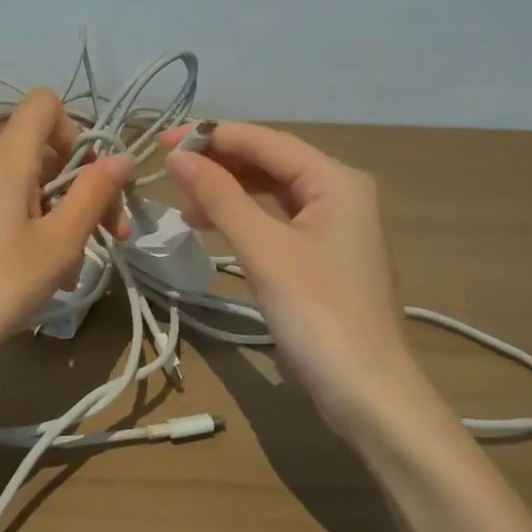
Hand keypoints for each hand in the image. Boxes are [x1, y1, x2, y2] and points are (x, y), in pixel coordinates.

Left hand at [0, 88, 132, 385]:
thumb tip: (122, 157)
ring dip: (63, 220)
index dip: (76, 130)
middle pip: (46, 152)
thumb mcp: (58, 244)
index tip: (90, 180)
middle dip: (84, 189)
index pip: (44, 104)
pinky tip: (44, 280)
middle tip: (109, 236)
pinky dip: (37, 234)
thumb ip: (93, 195)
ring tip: (72, 272)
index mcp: (8, 161)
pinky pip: (10, 212)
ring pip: (32, 189)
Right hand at [165, 122, 433, 432]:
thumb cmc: (318, 315)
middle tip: (170, 169)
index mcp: (336, 180)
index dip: (213, 135)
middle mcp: (341, 193)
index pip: (266, 141)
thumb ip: (220, 198)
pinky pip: (278, 220)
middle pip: (271, 162)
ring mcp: (336, 226)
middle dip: (221, 163)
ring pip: (273, 192)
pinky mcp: (325, 255)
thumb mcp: (264, 251)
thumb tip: (178, 158)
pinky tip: (214, 226)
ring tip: (184, 202)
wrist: (368, 395)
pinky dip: (245, 218)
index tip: (163, 140)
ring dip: (229, 191)